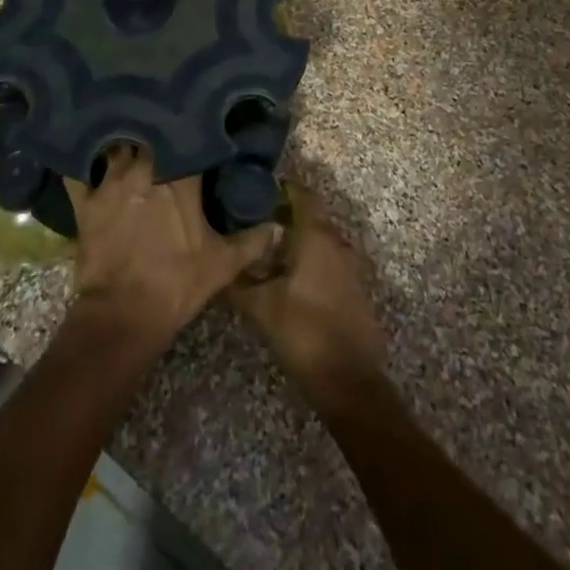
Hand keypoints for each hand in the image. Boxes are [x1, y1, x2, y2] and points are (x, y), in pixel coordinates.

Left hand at [67, 146, 279, 348]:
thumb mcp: (223, 265)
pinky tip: (85, 154)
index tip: (200, 126)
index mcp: (180, 176)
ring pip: (117, 146)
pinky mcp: (85, 202)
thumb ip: (252, 241)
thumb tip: (277, 226)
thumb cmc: (176, 284)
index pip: (189, 139)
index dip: (194, 132)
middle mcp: (144, 167)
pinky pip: (78, 171)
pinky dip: (82, 162)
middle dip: (157, 131)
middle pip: (150, 135)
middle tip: (164, 130)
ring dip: (124, 142)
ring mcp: (110, 182)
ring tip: (130, 136)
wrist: (122, 316)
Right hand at [227, 190, 386, 395]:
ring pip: (320, 241)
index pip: (302, 193)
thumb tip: (214, 267)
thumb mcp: (260, 307)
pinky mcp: (355, 289)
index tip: (255, 192)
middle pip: (310, 217)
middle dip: (283, 217)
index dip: (280, 188)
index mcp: (316, 235)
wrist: (350, 382)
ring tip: (266, 255)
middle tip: (252, 225)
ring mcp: (350, 266)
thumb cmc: (304, 332)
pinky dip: (311, 263)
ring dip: (297, 243)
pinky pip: (330, 262)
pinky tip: (289, 281)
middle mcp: (337, 242)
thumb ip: (236, 283)